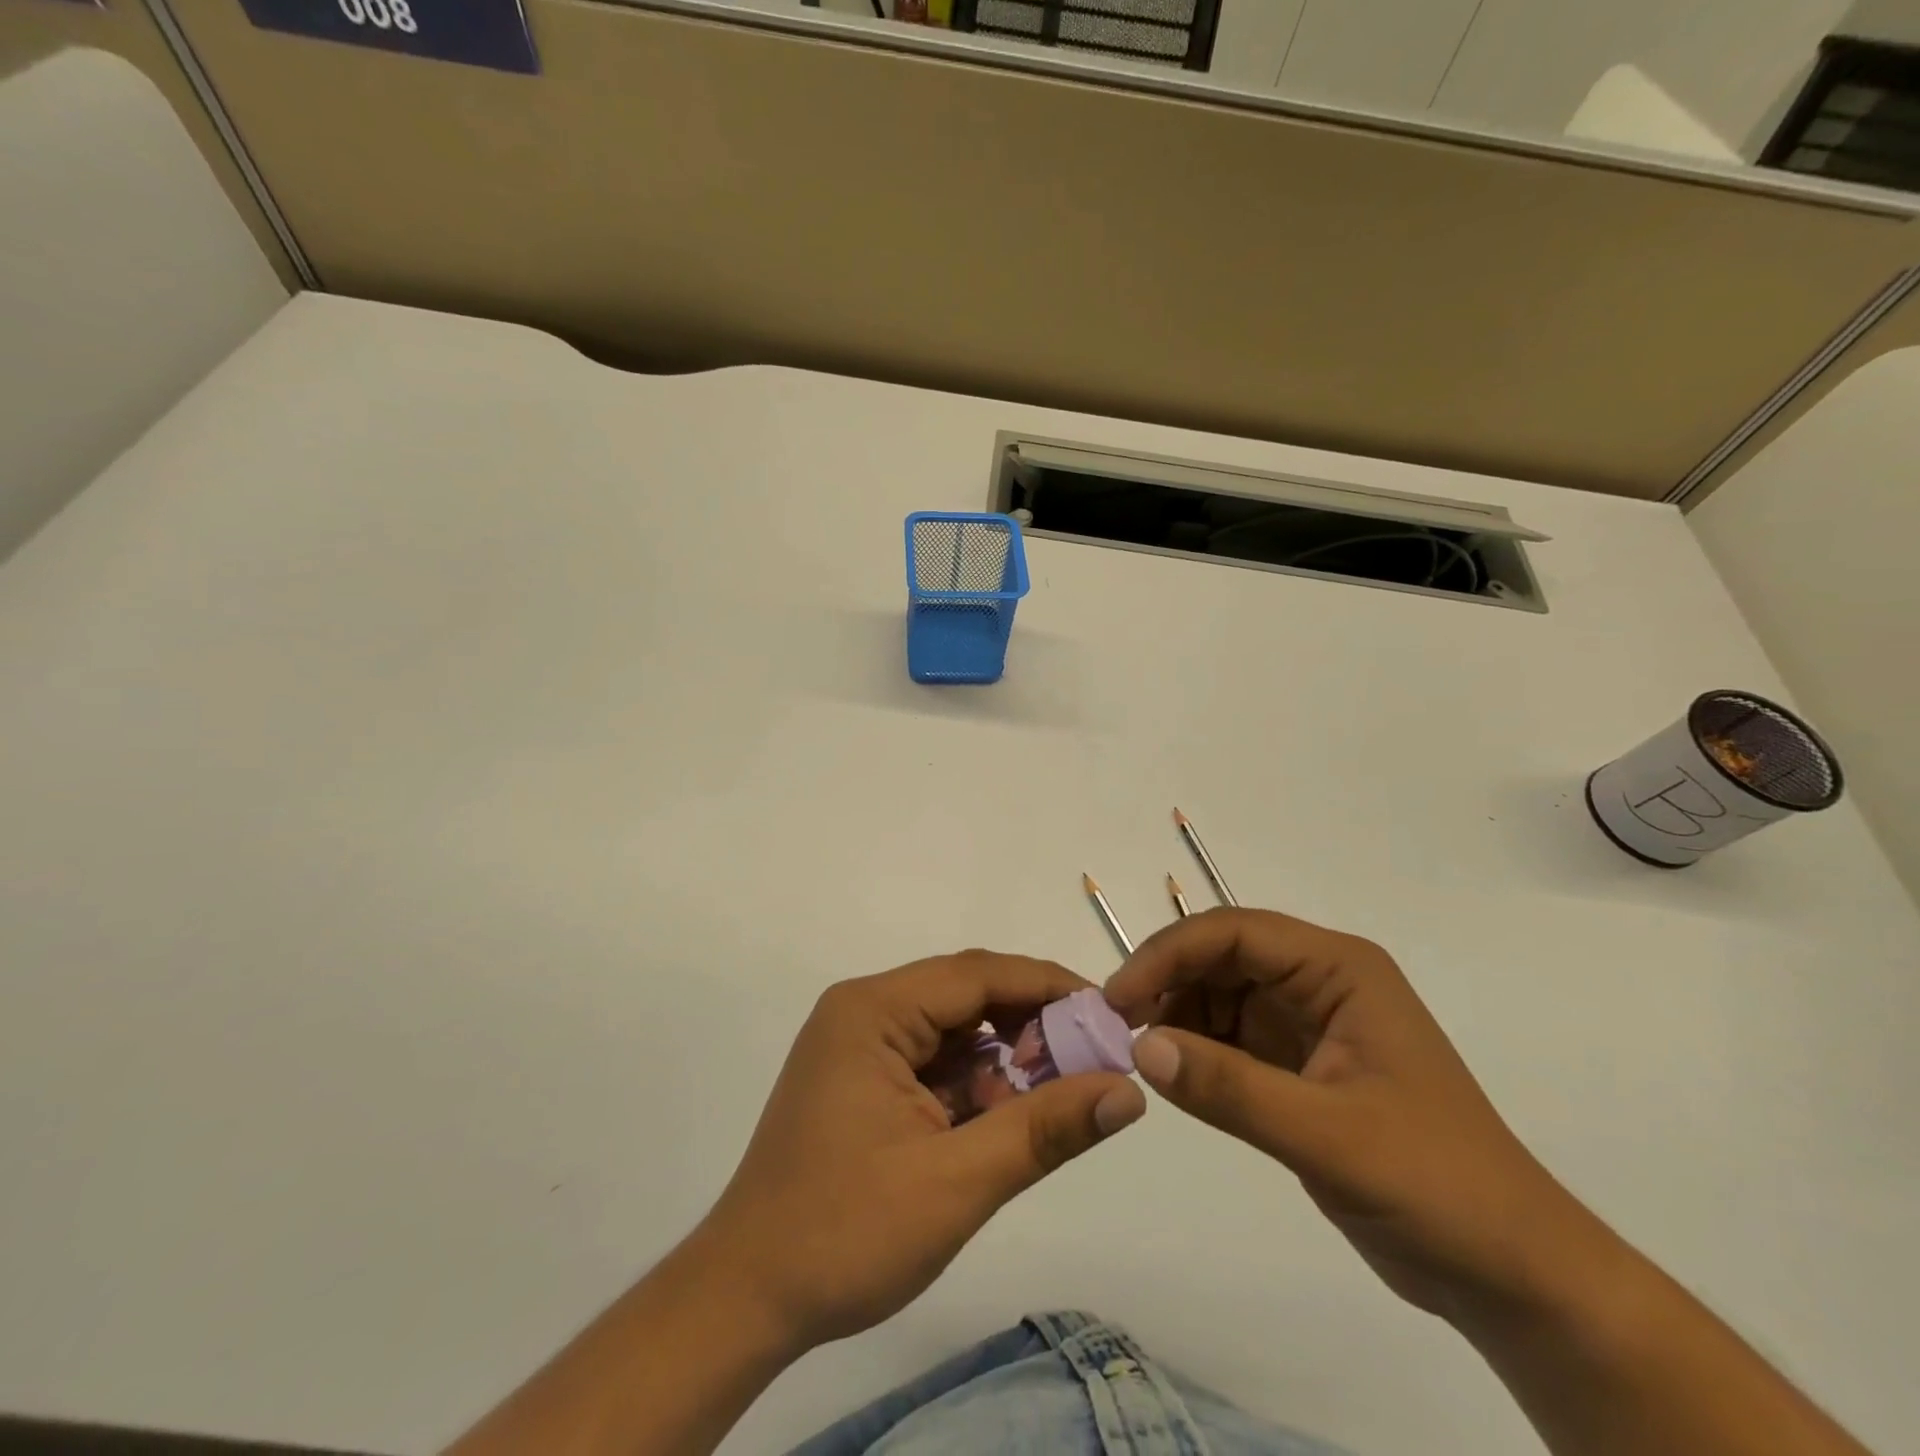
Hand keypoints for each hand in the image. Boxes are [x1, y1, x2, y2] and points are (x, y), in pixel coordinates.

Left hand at [692, 952, 1146, 1351]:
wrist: (746, 1299)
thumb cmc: (844, 1232)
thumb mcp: (956, 1182)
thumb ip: (1044, 1130)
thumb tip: (1128, 1092)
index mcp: (872, 1011)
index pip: (976, 974)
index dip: (1047, 987)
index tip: (1108, 1013)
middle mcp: (863, 1011)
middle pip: (965, 997)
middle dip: (1029, 1026)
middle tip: (1093, 1059)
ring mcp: (859, 1045)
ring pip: (952, 1031)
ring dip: (1004, 1058)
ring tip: (1057, 1092)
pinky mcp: (862, 1079)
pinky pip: (933, 1062)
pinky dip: (974, 1084)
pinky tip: (1005, 1118)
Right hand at [1106, 908, 1599, 1324]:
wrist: (1512, 1273)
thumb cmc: (1436, 1185)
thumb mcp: (1328, 1136)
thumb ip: (1230, 1087)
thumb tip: (1140, 1046)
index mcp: (1339, 970)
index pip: (1235, 932)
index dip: (1169, 954)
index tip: (1118, 998)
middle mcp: (1321, 981)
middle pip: (1222, 955)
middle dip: (1167, 982)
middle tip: (1116, 1026)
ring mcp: (1309, 1022)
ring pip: (1220, 992)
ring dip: (1176, 1014)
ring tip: (1139, 1053)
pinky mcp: (1299, 1064)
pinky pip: (1230, 1036)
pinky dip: (1195, 1047)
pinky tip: (1172, 1073)